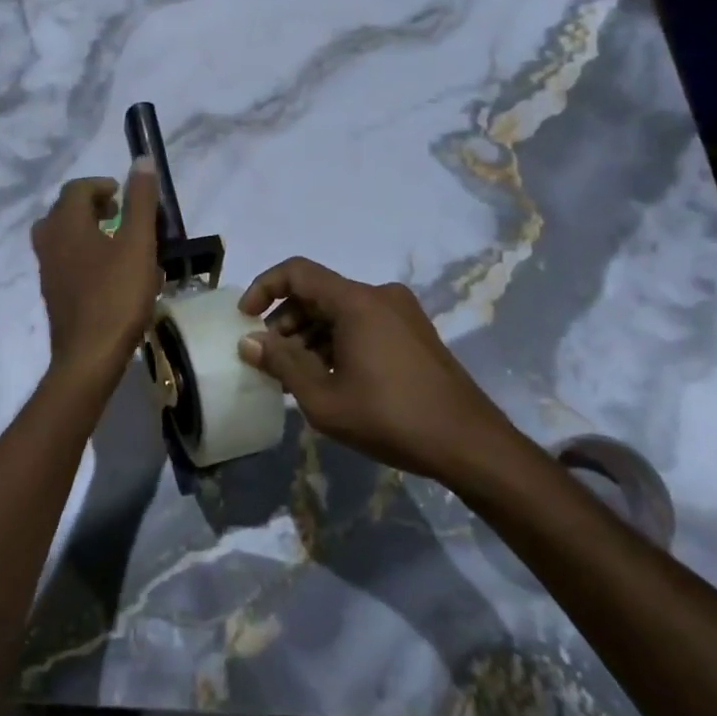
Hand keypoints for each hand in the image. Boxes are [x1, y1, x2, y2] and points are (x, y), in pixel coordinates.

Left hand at [31, 161, 161, 384]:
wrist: (88, 357)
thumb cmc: (116, 295)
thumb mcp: (138, 244)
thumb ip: (140, 201)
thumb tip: (141, 160)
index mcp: (65, 223)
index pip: (76, 188)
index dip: (101, 185)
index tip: (125, 194)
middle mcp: (48, 241)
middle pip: (65, 211)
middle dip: (94, 207)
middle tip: (120, 214)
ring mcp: (47, 270)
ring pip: (64, 237)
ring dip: (90, 231)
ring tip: (119, 242)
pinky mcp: (53, 293)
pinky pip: (67, 261)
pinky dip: (86, 255)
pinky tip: (112, 275)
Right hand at [236, 257, 526, 484]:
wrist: (470, 444)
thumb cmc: (391, 419)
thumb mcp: (324, 399)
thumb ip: (282, 364)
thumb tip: (249, 341)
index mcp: (357, 302)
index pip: (297, 272)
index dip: (264, 288)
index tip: (246, 319)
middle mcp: (380, 295)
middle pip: (318, 292)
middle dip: (286, 320)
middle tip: (269, 357)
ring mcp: (401, 312)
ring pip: (340, 310)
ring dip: (310, 334)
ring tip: (295, 374)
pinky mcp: (414, 332)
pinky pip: (363, 323)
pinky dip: (337, 340)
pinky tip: (329, 376)